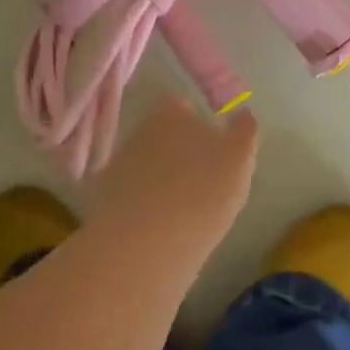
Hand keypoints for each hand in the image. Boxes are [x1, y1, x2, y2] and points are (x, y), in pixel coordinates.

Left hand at [93, 97, 258, 256]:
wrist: (145, 244)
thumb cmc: (202, 192)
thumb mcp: (238, 160)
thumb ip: (244, 132)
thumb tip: (244, 114)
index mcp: (169, 113)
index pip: (181, 105)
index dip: (196, 121)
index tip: (212, 145)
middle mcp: (138, 131)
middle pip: (161, 133)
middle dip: (177, 149)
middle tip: (201, 177)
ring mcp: (117, 164)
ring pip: (145, 163)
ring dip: (159, 176)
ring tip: (183, 205)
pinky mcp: (105, 198)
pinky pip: (130, 192)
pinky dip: (142, 201)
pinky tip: (159, 223)